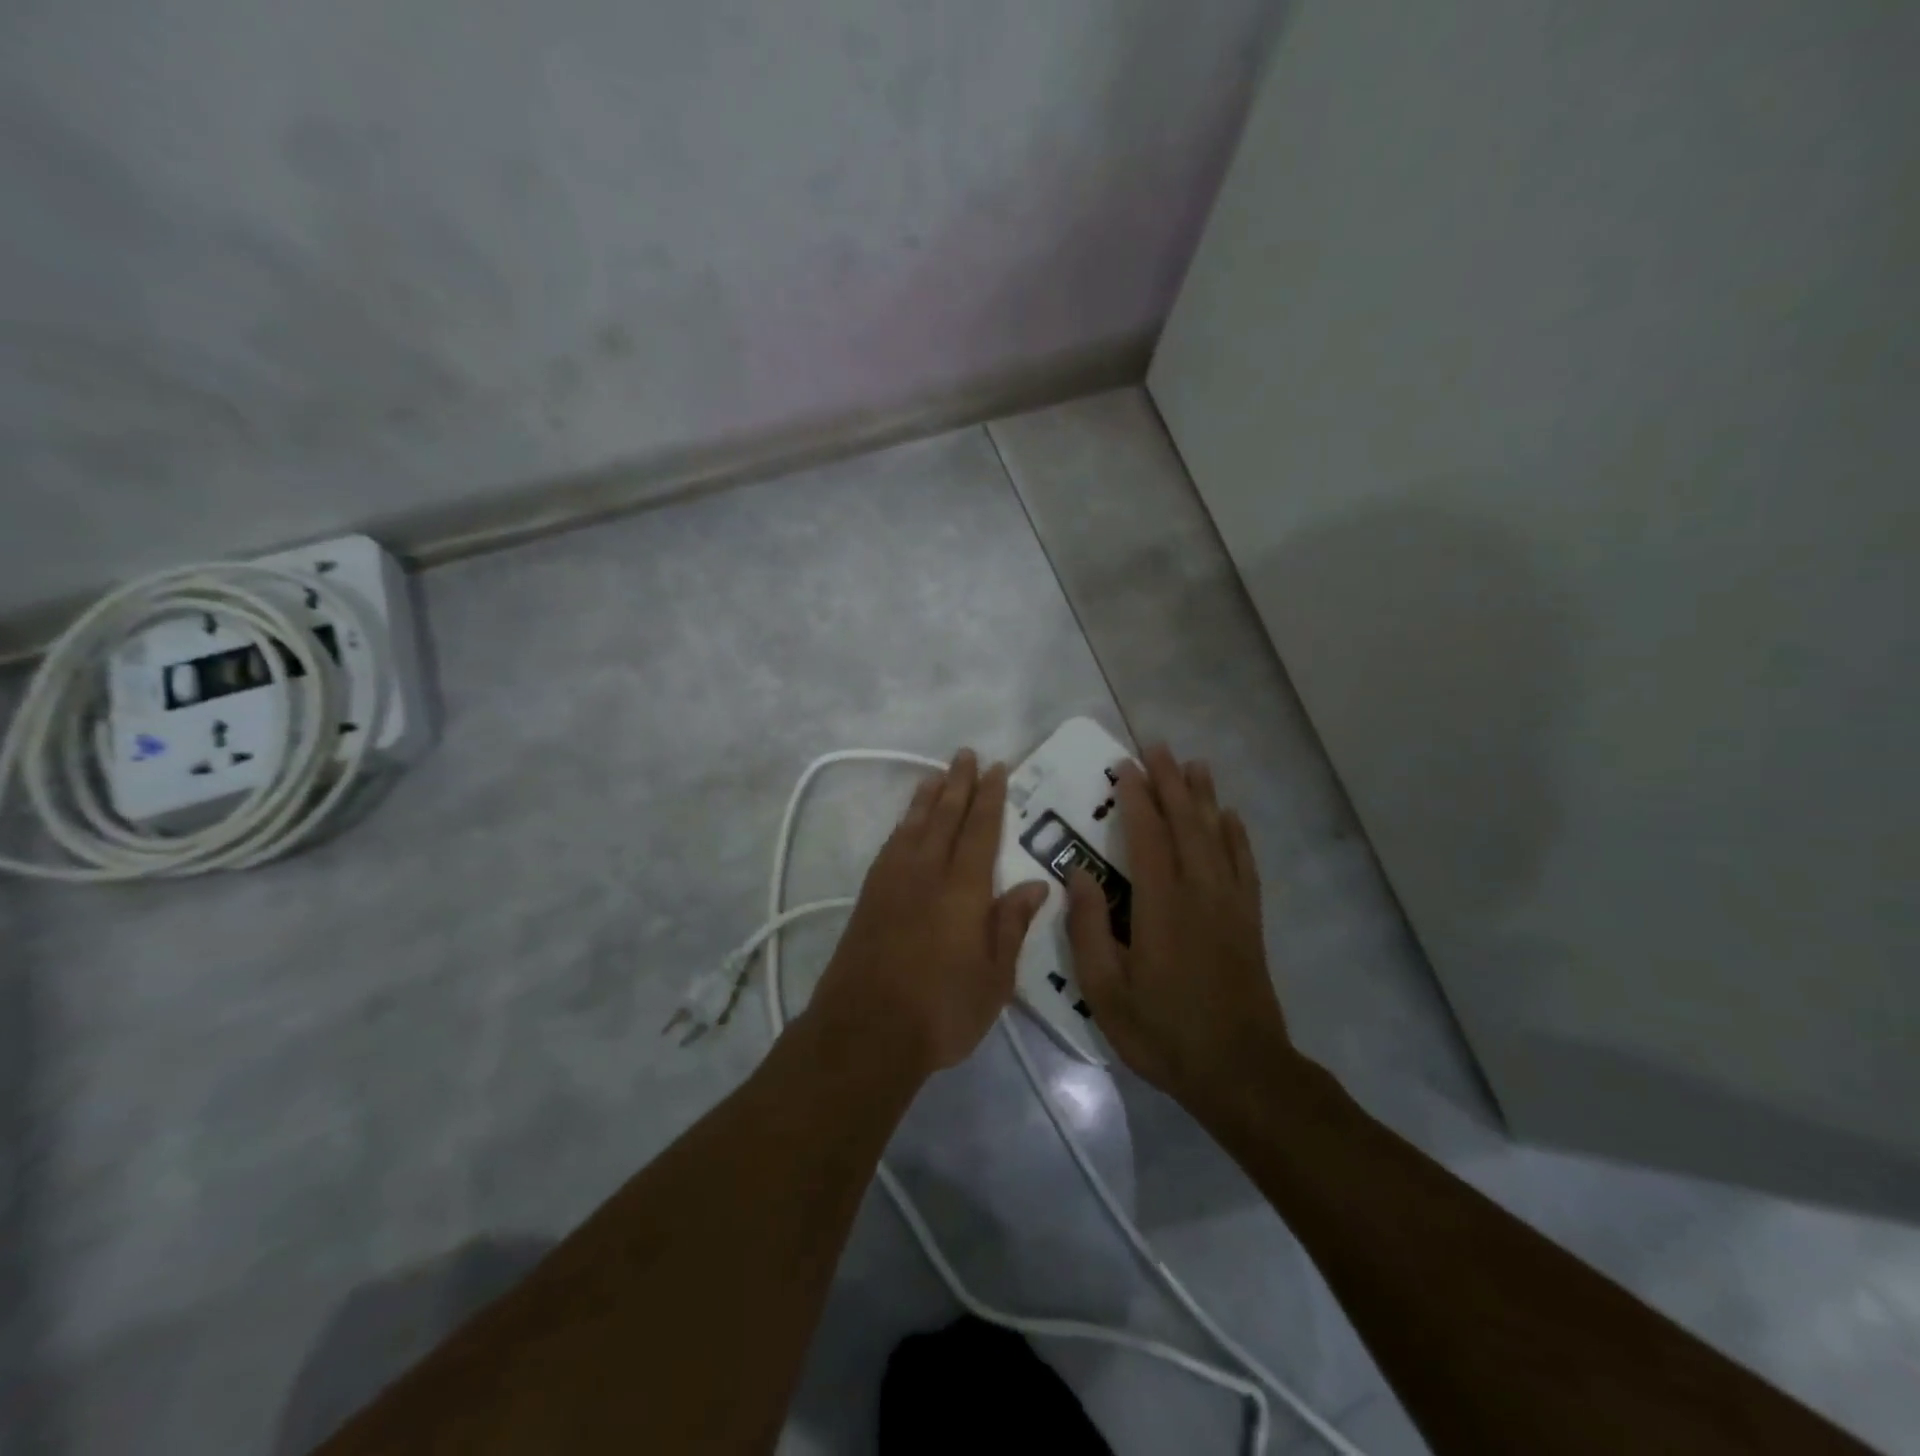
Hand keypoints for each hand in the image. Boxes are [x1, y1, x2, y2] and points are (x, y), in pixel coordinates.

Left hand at [810, 749, 1048, 1073]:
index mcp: (963, 889)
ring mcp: (892, 882)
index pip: (981, 830)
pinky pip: (891, 845)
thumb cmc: (941, 1011)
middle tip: (966, 754)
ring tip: (937, 775)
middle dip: (959, 783)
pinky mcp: (869, 897)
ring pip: (914, 825)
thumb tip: (1036, 884)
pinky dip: (902, 825)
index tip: (997, 768)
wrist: (864, 1032)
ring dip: (928, 797)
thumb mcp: (994, 979)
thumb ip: (1011, 925)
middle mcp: (927, 873)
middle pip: (945, 816)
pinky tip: (906, 824)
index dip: (991, 797)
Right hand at [1067, 744, 1295, 1114]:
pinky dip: (1236, 835)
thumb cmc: (1164, 1031)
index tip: (1124, 766)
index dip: (1135, 797)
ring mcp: (1230, 903)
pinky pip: (1244, 864)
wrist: (1240, 1070)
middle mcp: (1199, 891)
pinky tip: (1231, 817)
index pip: (1147, 835)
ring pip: (1217, 835)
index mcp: (1161, 904)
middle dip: (1170, 782)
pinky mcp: (1249, 920)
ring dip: (1203, 797)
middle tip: (1157, 747)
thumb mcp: (1105, 990)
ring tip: (1194, 764)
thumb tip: (1077, 875)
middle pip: (1185, 823)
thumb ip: (1088, 929)